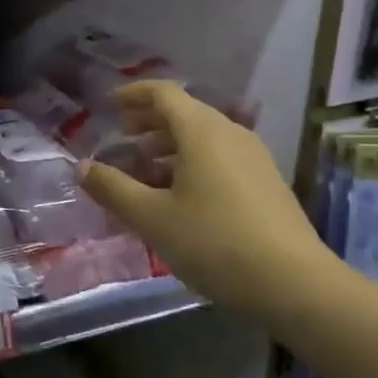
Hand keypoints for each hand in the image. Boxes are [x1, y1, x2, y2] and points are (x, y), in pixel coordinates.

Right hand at [80, 81, 325, 318]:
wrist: (296, 284)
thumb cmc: (215, 242)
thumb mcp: (153, 218)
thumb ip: (113, 188)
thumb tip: (81, 167)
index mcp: (202, 131)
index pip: (163, 93)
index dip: (133, 95)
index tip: (109, 106)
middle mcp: (230, 133)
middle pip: (184, 113)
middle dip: (148, 122)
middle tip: (122, 139)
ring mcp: (254, 158)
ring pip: (203, 138)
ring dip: (169, 146)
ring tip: (144, 172)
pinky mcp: (266, 183)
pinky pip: (220, 158)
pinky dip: (191, 163)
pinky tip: (179, 197)